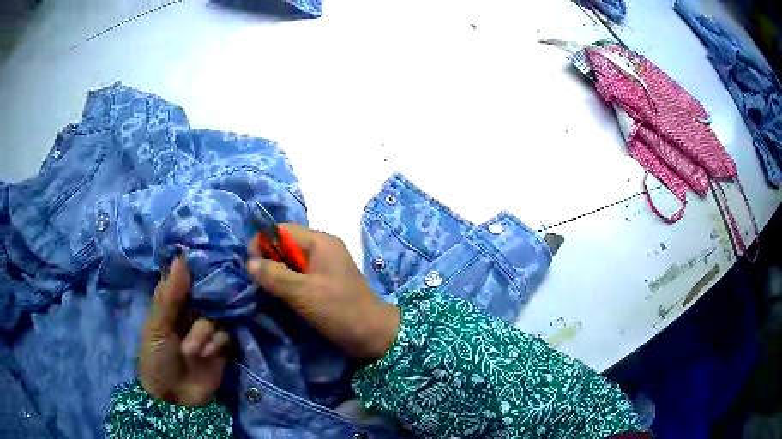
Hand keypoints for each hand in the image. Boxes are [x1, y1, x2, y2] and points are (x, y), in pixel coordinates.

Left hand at [139, 257, 230, 405]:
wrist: (175, 400)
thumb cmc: (156, 360)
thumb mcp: (157, 328)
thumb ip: (169, 296)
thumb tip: (181, 258)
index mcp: (172, 302)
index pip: (187, 275)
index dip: (197, 267)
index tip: (209, 259)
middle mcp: (191, 311)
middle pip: (207, 293)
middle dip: (203, 306)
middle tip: (198, 314)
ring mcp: (207, 328)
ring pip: (217, 315)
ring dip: (205, 332)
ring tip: (192, 351)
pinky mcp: (221, 345)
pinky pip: (227, 333)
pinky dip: (217, 343)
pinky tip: (207, 354)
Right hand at [246, 224, 399, 359]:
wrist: (373, 335)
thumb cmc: (340, 310)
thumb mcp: (304, 293)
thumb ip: (275, 276)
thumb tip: (249, 263)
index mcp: (320, 242)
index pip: (281, 231)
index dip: (262, 243)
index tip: (251, 267)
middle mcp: (321, 248)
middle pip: (285, 244)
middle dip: (267, 259)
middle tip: (256, 281)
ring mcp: (323, 266)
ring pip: (290, 261)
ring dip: (275, 273)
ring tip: (264, 290)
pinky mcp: (323, 283)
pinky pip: (298, 275)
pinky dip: (285, 282)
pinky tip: (277, 296)